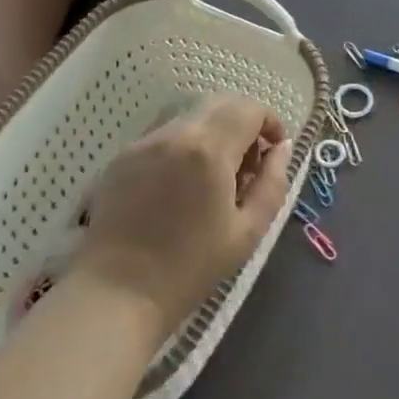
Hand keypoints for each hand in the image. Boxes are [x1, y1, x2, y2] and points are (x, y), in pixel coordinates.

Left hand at [75, 95, 291, 339]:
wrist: (117, 294)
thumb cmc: (190, 269)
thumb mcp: (248, 231)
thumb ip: (273, 183)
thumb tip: (281, 148)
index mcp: (209, 150)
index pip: (250, 109)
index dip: (270, 122)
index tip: (275, 151)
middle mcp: (176, 133)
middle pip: (221, 103)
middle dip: (244, 123)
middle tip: (249, 165)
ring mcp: (145, 141)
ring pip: (192, 117)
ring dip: (214, 132)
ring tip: (215, 177)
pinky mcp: (123, 156)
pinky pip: (165, 135)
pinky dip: (184, 146)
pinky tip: (181, 185)